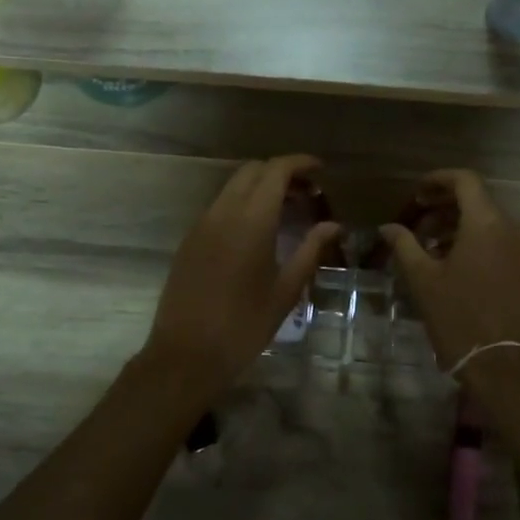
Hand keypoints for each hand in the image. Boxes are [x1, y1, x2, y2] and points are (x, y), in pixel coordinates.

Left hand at [143, 155, 342, 392]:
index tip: (321, 170)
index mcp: (251, 220)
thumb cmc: (244, 326)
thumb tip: (334, 225)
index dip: (299, 163)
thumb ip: (310, 250)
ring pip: (233, 186)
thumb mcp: (285, 291)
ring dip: (260, 187)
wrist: (185, 355)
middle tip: (308, 194)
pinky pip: (219, 206)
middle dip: (281, 173)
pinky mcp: (190, 240)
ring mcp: (201, 224)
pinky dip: (242, 203)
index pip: (275, 171)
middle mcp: (223, 212)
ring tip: (287, 211)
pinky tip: (257, 231)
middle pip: (252, 171)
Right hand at [380, 169, 519, 370]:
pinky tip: (459, 269)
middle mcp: (515, 228)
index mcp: (487, 223)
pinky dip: (481, 245)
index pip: (465, 180)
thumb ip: (405, 245)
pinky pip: (506, 245)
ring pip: (492, 225)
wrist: (509, 368)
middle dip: (445, 208)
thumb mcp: (423, 280)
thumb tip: (388, 227)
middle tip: (418, 226)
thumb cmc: (460, 319)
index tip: (417, 194)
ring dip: (461, 228)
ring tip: (433, 252)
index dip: (438, 180)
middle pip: (478, 202)